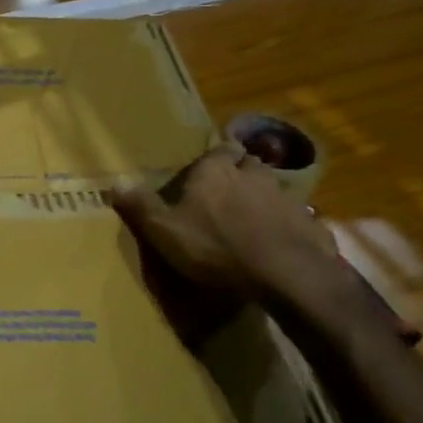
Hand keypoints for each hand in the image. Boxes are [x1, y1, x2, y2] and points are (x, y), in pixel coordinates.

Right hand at [113, 141, 337, 301]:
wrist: (286, 273)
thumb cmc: (216, 246)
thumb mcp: (165, 230)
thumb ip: (141, 206)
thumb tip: (114, 183)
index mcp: (216, 171)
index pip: (220, 149)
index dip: (216, 156)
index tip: (210, 166)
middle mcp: (252, 175)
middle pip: (249, 164)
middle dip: (240, 172)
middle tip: (228, 189)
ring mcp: (285, 197)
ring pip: (272, 188)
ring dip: (262, 197)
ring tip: (250, 218)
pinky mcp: (308, 222)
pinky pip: (293, 216)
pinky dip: (283, 223)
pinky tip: (275, 241)